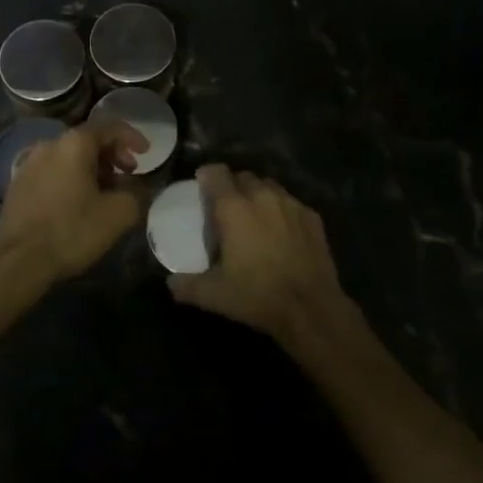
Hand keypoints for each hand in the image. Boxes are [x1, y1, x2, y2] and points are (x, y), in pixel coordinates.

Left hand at [0, 118, 149, 283]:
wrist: (18, 261)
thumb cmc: (71, 231)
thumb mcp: (117, 214)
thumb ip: (136, 193)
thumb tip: (137, 186)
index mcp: (74, 144)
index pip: (109, 127)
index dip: (131, 137)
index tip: (146, 153)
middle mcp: (49, 145)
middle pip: (87, 140)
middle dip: (112, 154)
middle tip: (128, 173)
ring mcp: (29, 163)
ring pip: (68, 156)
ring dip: (91, 167)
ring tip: (105, 191)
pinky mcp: (17, 184)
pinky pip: (52, 170)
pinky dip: (71, 177)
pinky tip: (77, 201)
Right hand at [167, 165, 354, 346]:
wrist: (311, 309)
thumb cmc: (257, 295)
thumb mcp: (214, 295)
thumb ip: (187, 286)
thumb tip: (170, 283)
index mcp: (234, 207)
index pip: (216, 173)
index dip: (207, 175)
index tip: (201, 184)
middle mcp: (262, 196)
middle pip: (244, 176)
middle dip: (233, 185)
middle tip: (227, 205)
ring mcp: (291, 204)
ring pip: (269, 186)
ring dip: (258, 194)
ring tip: (254, 214)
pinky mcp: (312, 217)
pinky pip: (291, 202)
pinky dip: (282, 209)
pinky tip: (282, 229)